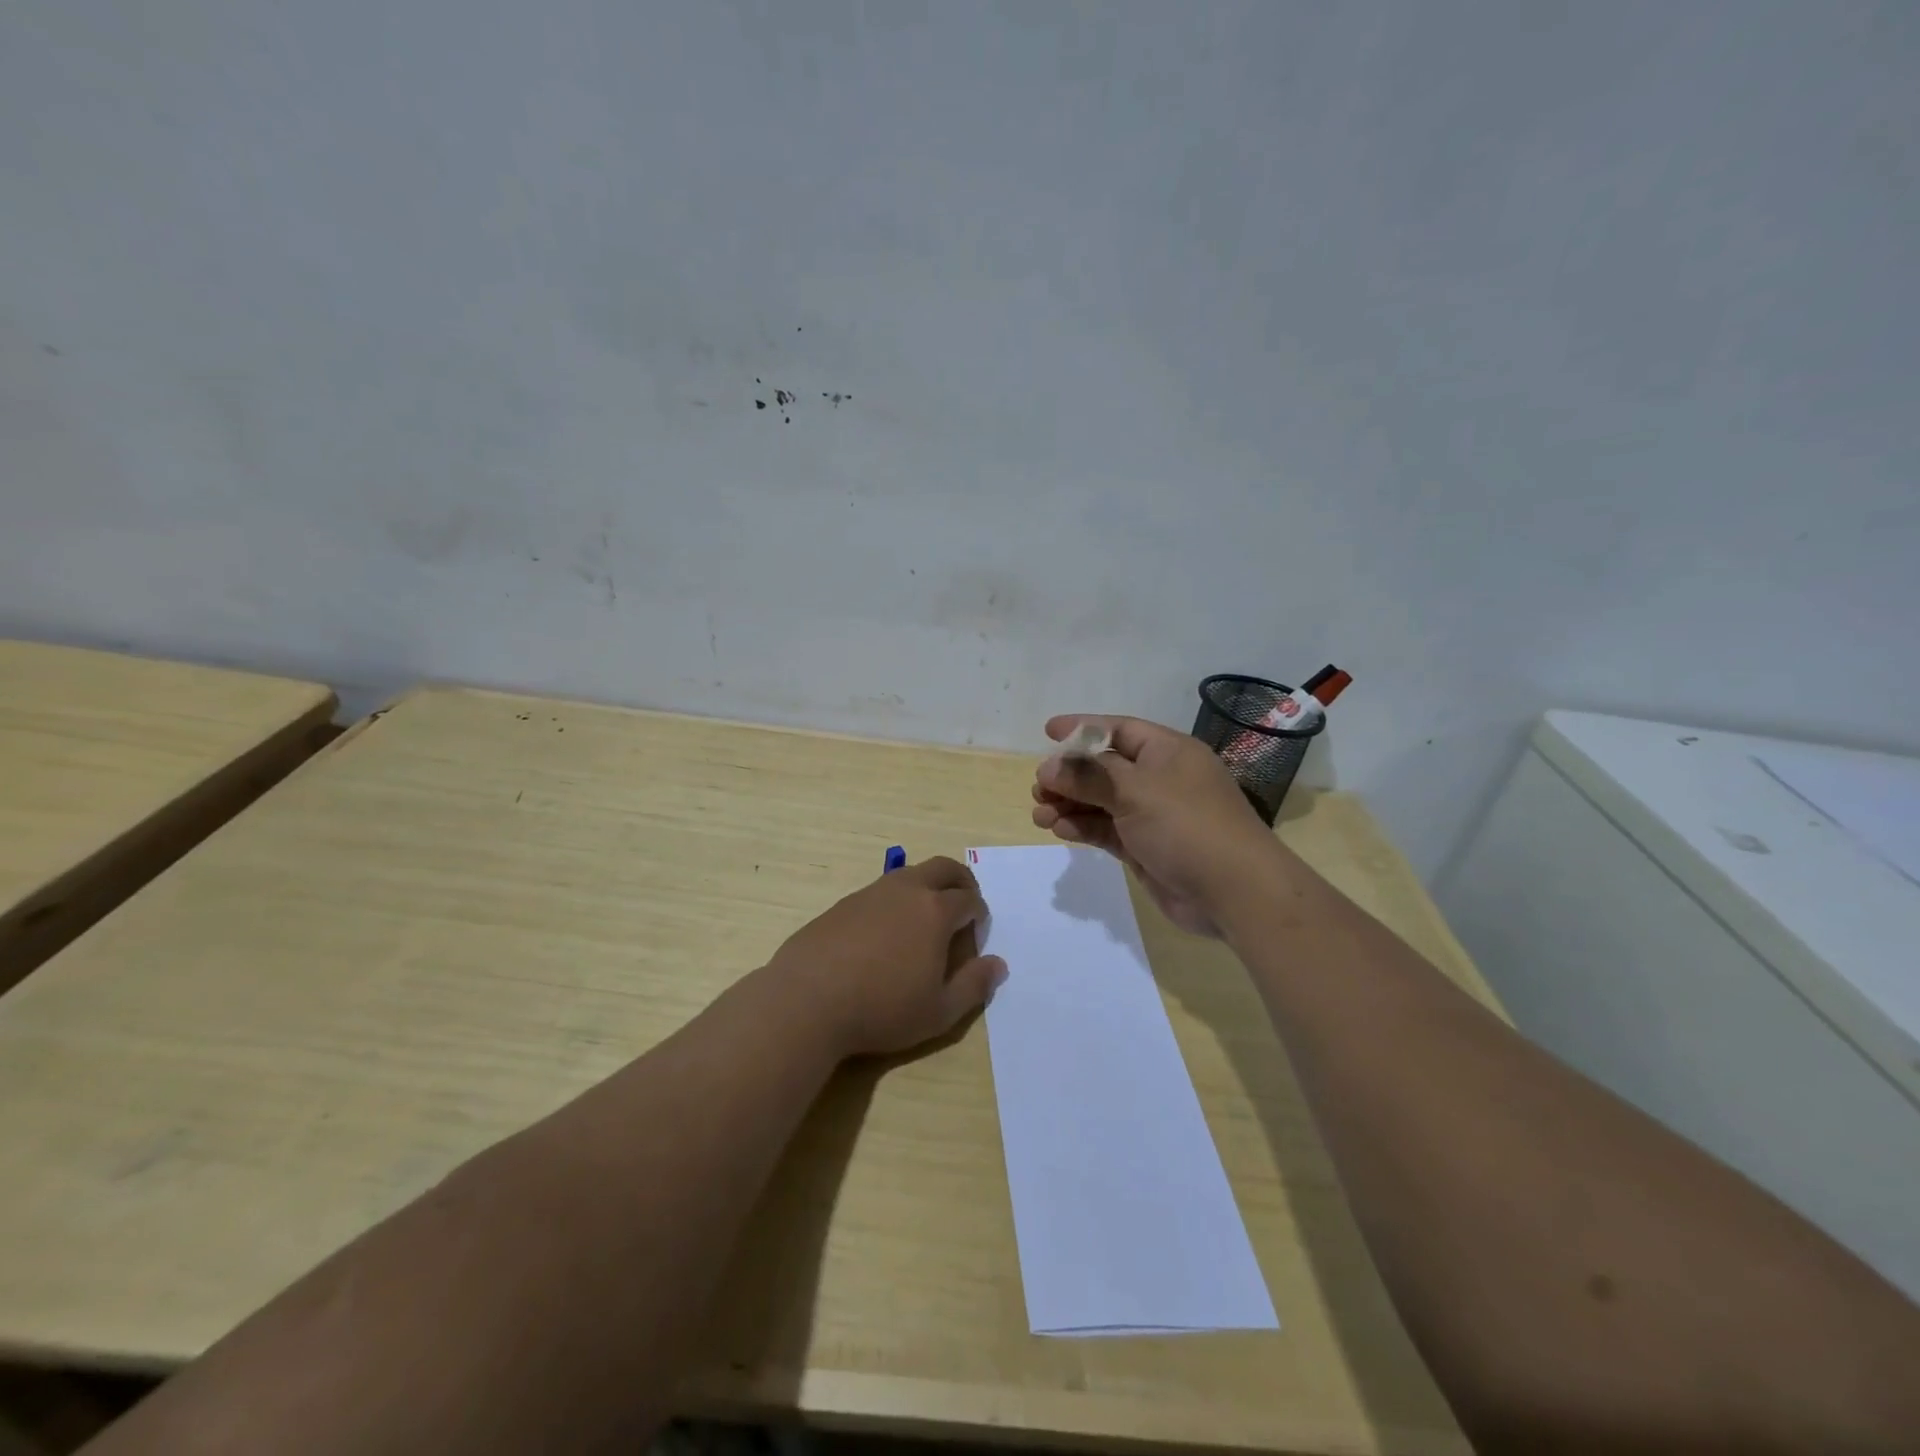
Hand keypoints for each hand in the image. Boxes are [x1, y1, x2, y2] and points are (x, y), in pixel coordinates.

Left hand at [768, 856, 1005, 1058]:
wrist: (807, 1000)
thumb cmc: (882, 1009)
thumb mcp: (939, 1012)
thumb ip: (974, 986)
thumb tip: (998, 964)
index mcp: (935, 910)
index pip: (969, 899)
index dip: (979, 915)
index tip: (976, 935)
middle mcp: (906, 890)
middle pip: (943, 868)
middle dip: (961, 881)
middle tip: (964, 904)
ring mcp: (871, 892)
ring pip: (909, 874)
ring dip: (926, 887)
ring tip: (924, 919)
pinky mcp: (843, 903)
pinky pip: (880, 891)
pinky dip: (895, 901)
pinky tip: (884, 934)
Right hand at [1031, 715, 1279, 936]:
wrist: (1233, 891)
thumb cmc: (1186, 825)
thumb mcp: (1134, 791)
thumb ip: (1088, 776)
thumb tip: (1049, 767)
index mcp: (1167, 752)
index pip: (1119, 730)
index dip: (1083, 729)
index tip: (1048, 732)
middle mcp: (1160, 779)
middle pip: (1105, 768)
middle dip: (1070, 776)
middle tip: (1039, 788)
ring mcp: (1153, 815)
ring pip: (1102, 802)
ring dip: (1071, 805)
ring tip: (1040, 814)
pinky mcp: (1146, 847)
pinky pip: (1108, 830)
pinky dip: (1084, 828)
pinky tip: (1061, 831)